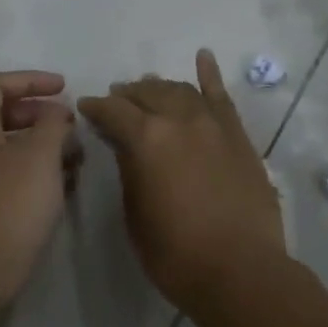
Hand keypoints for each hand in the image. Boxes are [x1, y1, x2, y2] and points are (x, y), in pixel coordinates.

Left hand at [0, 71, 80, 300]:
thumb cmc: (10, 207)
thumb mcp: (40, 156)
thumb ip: (52, 124)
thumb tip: (55, 113)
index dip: (30, 79)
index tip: (64, 89)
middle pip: (1, 115)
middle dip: (40, 114)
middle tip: (71, 125)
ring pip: (8, 147)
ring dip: (42, 144)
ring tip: (75, 157)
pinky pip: (9, 175)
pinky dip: (35, 170)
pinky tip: (61, 185)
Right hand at [78, 49, 286, 309]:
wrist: (241, 270)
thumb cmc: (176, 253)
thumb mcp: (135, 215)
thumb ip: (129, 171)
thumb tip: (126, 147)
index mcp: (146, 139)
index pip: (113, 111)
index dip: (96, 107)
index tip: (86, 107)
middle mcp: (179, 120)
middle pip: (147, 94)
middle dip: (128, 95)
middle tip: (117, 99)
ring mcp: (213, 124)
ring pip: (181, 91)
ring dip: (160, 87)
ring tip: (149, 88)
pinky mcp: (238, 135)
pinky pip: (222, 96)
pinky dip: (211, 74)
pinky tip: (204, 57)